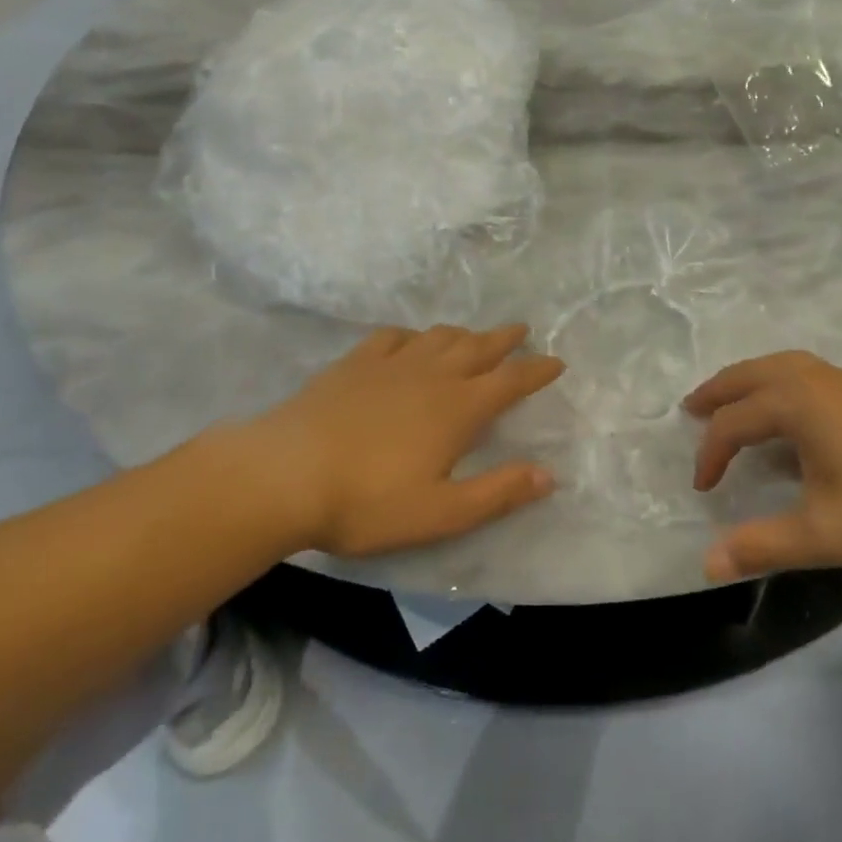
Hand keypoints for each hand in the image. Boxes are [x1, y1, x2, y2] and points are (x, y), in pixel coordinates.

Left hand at [203, 324, 563, 558]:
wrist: (285, 474)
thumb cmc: (367, 501)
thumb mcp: (441, 512)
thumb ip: (498, 492)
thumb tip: (549, 475)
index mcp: (459, 408)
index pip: (511, 380)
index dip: (537, 370)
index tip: (556, 362)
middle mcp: (433, 375)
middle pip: (479, 347)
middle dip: (506, 339)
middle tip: (523, 330)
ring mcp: (392, 363)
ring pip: (440, 336)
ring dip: (464, 334)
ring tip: (473, 337)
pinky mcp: (355, 363)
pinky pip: (394, 337)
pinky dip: (413, 335)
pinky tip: (411, 342)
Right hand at [686, 351, 841, 580]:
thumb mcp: (826, 534)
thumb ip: (764, 546)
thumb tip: (706, 564)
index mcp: (795, 404)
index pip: (733, 423)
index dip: (710, 455)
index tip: (704, 490)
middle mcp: (812, 380)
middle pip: (749, 375)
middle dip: (717, 392)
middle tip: (691, 408)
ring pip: (778, 366)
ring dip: (747, 380)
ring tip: (731, 399)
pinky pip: (802, 371)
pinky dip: (776, 380)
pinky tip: (789, 409)